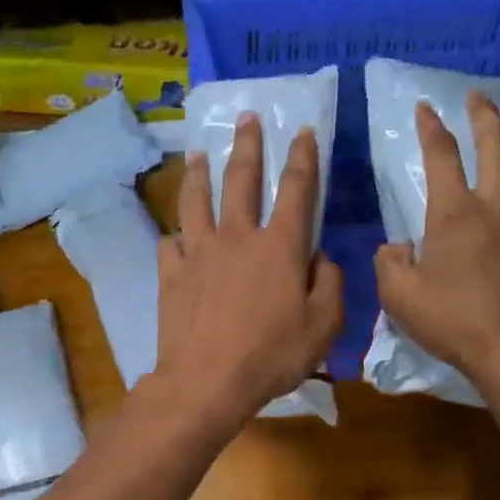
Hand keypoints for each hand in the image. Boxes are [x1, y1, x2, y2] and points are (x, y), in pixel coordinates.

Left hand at [157, 115, 342, 428]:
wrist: (207, 381)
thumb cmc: (272, 356)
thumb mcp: (322, 326)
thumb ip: (328, 283)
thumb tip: (320, 258)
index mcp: (279, 246)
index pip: (296, 188)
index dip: (303, 156)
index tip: (303, 130)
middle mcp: (237, 237)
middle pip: (241, 178)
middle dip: (246, 144)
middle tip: (246, 117)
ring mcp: (198, 252)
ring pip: (196, 200)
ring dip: (198, 173)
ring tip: (196, 154)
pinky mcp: (171, 274)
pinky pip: (171, 244)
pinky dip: (175, 237)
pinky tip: (175, 237)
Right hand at [374, 93, 499, 393]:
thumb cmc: (453, 322)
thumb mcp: (400, 298)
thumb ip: (390, 263)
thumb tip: (398, 247)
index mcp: (455, 213)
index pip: (442, 155)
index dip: (431, 128)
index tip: (425, 108)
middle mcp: (496, 204)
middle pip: (495, 144)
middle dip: (483, 116)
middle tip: (476, 98)